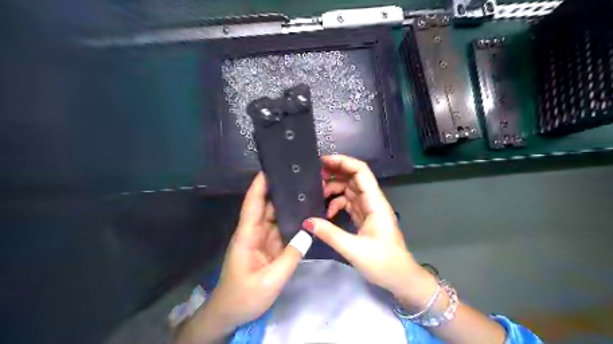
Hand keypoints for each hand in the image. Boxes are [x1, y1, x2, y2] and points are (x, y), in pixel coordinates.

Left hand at [207, 173, 301, 331]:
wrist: (230, 314)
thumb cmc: (244, 297)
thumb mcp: (270, 280)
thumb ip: (291, 256)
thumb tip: (308, 231)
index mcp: (248, 235)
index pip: (253, 204)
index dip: (260, 185)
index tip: (271, 167)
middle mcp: (254, 232)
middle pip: (266, 206)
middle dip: (280, 191)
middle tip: (300, 178)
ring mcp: (261, 240)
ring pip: (275, 217)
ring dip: (288, 206)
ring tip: (306, 193)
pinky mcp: (268, 248)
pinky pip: (280, 231)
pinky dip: (291, 223)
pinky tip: (304, 216)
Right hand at [301, 154, 435, 307]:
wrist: (400, 278)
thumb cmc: (383, 263)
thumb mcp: (353, 249)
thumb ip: (330, 234)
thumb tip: (307, 221)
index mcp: (375, 203)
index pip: (361, 172)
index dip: (343, 162)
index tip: (323, 161)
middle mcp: (372, 201)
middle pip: (354, 178)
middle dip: (335, 173)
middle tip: (314, 176)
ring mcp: (368, 209)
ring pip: (349, 190)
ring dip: (334, 189)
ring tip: (317, 195)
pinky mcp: (364, 217)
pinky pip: (348, 203)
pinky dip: (337, 203)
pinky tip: (328, 214)